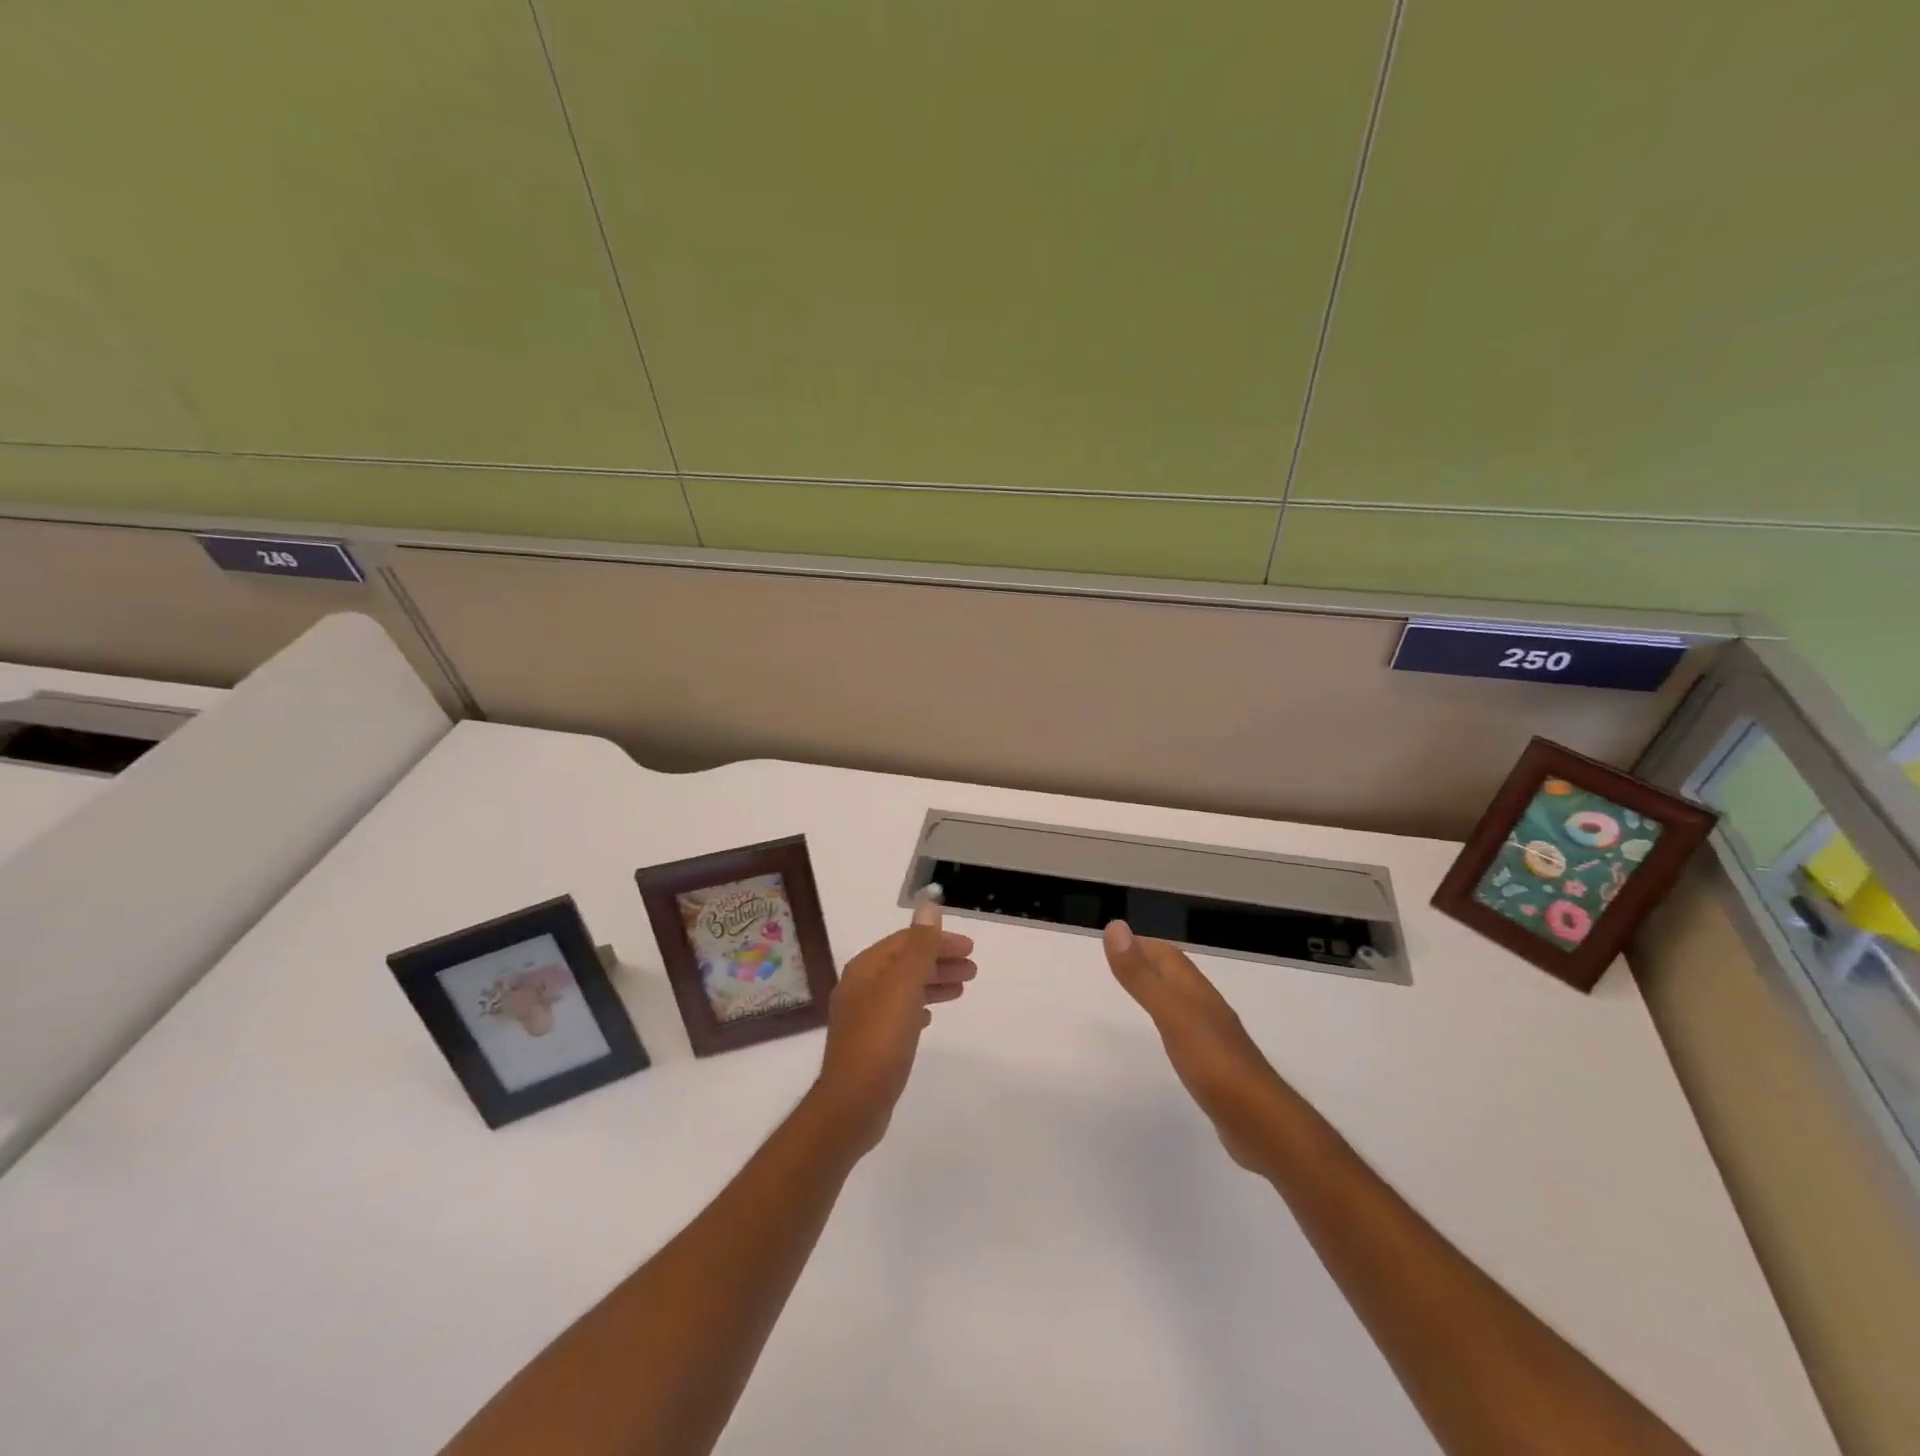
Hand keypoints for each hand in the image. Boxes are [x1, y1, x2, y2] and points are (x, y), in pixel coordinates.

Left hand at [813, 906, 975, 1157]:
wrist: (852, 1104)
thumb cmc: (880, 1040)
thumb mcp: (904, 988)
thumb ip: (919, 947)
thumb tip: (929, 905)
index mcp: (865, 969)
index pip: (906, 942)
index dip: (939, 941)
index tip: (970, 949)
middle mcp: (860, 987)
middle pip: (905, 963)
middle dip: (939, 961)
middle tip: (972, 970)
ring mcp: (863, 1016)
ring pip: (904, 988)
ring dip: (932, 983)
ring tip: (961, 990)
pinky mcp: (870, 1043)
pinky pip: (899, 1012)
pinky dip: (919, 1006)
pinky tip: (931, 1016)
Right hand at [1102, 920, 1288, 1173]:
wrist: (1262, 1124)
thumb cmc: (1214, 1064)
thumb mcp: (1171, 1015)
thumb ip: (1141, 976)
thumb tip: (1115, 926)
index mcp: (1197, 992)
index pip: (1168, 957)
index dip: (1142, 944)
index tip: (1114, 940)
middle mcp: (1208, 1009)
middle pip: (1177, 976)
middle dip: (1151, 964)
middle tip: (1120, 964)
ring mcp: (1215, 1040)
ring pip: (1184, 1003)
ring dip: (1162, 992)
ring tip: (1138, 995)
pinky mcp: (1217, 1068)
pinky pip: (1190, 1034)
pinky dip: (1172, 1025)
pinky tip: (1168, 1041)